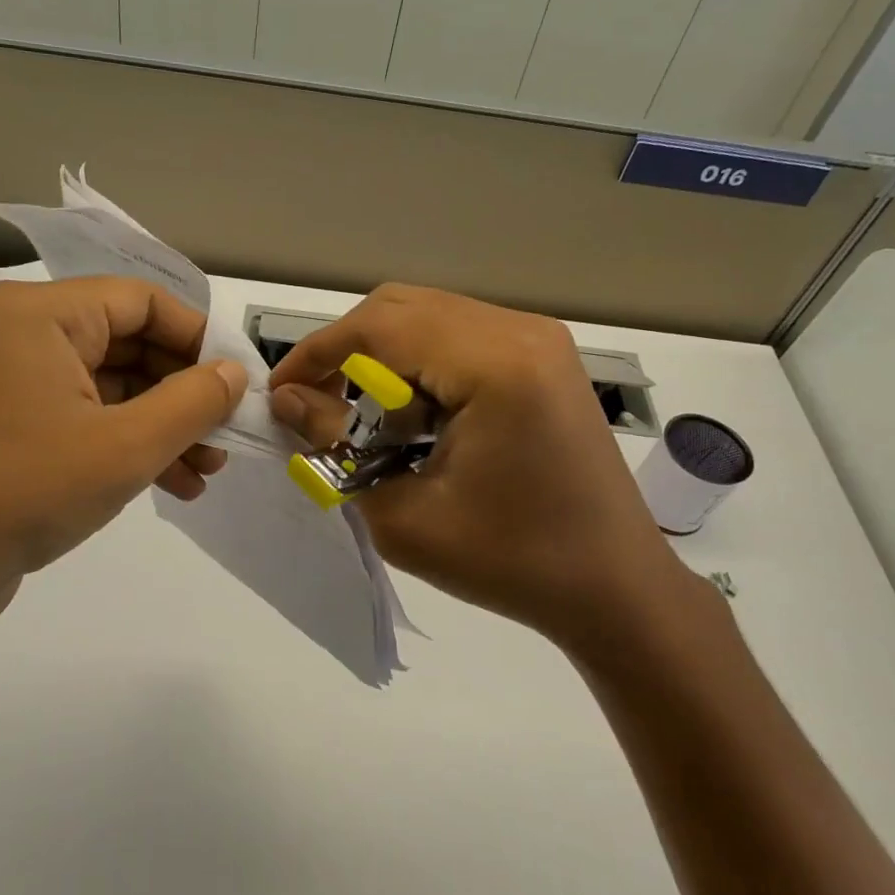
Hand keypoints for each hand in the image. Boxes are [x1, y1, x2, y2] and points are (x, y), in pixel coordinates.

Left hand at [0, 277, 246, 666]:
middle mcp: (18, 334)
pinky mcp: (4, 429)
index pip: (141, 301)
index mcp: (38, 313)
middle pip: (126, 344)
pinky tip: (170, 486)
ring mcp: (7, 384)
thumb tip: (234, 373)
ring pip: (108, 388)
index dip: (198, 339)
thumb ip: (193, 402)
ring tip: (205, 473)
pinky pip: (81, 420)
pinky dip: (125, 446)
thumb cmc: (21, 489)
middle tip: (225, 438)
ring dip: (161, 426)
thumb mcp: (125, 446)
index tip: (238, 385)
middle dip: (182, 394)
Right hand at [269, 285, 694, 653]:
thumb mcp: (403, 517)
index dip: (317, 354)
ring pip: (429, 315)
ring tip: (364, 416)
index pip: (380, 327)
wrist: (614, 587)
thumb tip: (289, 400)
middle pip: (402, 307)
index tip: (280, 394)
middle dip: (346, 350)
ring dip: (382, 355)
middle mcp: (522, 331)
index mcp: (497, 366)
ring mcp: (540, 338)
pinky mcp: (545, 356)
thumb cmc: (511, 563)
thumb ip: (335, 446)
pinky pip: (460, 334)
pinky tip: (415, 414)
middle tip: (317, 406)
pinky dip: (420, 362)